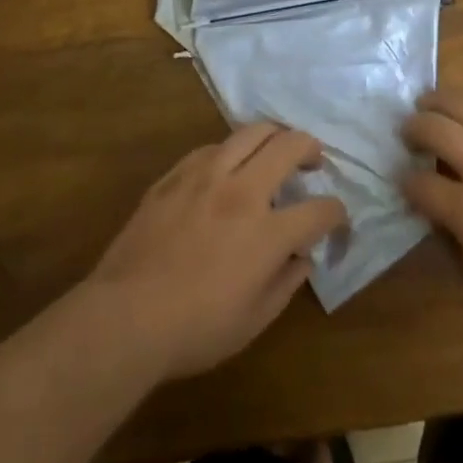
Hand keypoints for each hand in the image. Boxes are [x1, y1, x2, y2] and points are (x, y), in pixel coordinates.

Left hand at [83, 123, 348, 379]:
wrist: (125, 316)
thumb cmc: (194, 330)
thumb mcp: (253, 321)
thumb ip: (285, 283)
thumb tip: (302, 257)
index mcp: (268, 233)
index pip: (320, 209)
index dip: (336, 212)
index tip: (337, 218)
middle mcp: (243, 192)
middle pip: (290, 145)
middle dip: (311, 148)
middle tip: (313, 161)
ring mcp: (207, 176)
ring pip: (252, 132)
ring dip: (274, 136)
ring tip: (276, 148)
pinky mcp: (177, 174)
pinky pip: (213, 147)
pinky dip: (232, 151)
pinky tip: (229, 166)